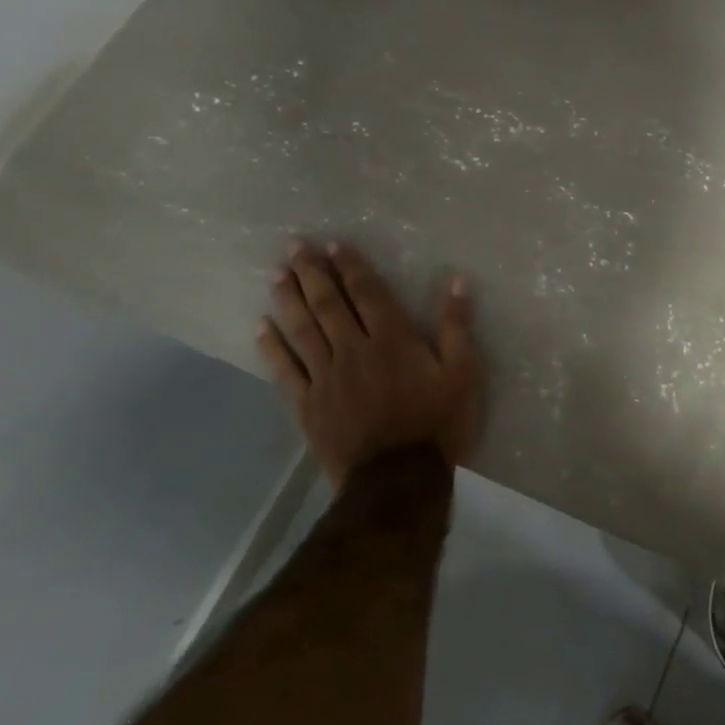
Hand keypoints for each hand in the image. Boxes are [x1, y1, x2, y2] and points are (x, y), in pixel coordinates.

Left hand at [258, 242, 481, 485]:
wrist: (398, 480)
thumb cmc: (437, 424)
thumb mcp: (463, 373)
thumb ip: (456, 327)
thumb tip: (457, 280)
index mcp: (393, 340)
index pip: (368, 294)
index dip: (351, 268)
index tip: (334, 244)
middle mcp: (355, 350)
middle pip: (329, 305)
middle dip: (312, 274)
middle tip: (293, 247)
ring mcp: (326, 378)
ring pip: (303, 331)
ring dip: (289, 300)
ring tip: (276, 274)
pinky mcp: (308, 405)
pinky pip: (285, 370)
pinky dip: (272, 348)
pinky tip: (261, 328)